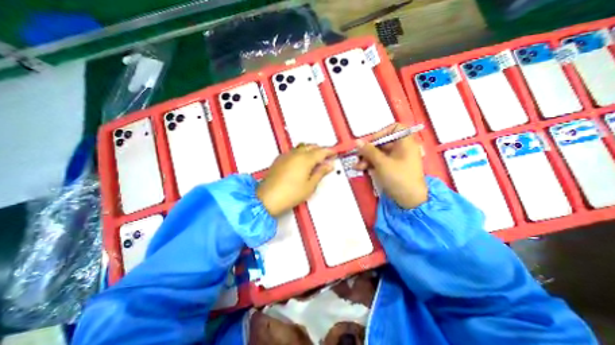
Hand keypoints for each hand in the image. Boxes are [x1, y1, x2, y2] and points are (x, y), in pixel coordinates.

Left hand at [257, 145, 334, 216]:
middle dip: (320, 149)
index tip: (334, 153)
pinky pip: (293, 151)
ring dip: (310, 149)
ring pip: (302, 147)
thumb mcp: (310, 185)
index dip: (329, 152)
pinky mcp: (279, 159)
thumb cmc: (290, 194)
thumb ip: (320, 173)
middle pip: (311, 146)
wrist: (268, 198)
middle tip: (326, 157)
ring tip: (315, 159)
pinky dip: (300, 152)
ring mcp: (286, 155)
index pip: (321, 151)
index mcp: (305, 159)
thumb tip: (329, 166)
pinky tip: (301, 161)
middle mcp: (296, 154)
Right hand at [356, 123, 428, 208]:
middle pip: (383, 142)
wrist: (409, 200)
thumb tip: (357, 141)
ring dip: (367, 158)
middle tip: (358, 156)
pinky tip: (361, 169)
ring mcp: (397, 159)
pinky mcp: (392, 167)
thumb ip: (369, 151)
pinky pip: (380, 161)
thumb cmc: (399, 178)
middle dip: (369, 149)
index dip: (382, 133)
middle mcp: (402, 148)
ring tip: (357, 166)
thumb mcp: (381, 163)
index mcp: (405, 142)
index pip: (394, 128)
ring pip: (379, 153)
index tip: (371, 142)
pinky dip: (371, 164)